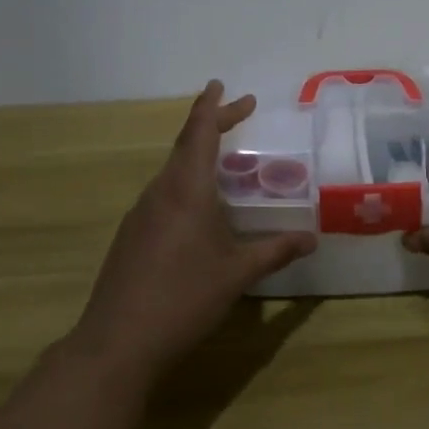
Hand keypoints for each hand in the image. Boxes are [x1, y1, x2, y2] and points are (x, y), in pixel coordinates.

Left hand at [70, 81, 316, 381]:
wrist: (117, 343)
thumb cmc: (183, 298)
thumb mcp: (237, 274)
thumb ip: (275, 251)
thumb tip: (311, 239)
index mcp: (185, 189)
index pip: (199, 132)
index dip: (214, 107)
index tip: (223, 85)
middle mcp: (159, 192)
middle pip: (185, 145)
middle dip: (211, 125)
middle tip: (239, 112)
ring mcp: (140, 214)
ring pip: (172, 172)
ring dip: (198, 157)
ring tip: (225, 163)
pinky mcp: (130, 236)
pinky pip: (163, 196)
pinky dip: (185, 185)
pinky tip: (198, 212)